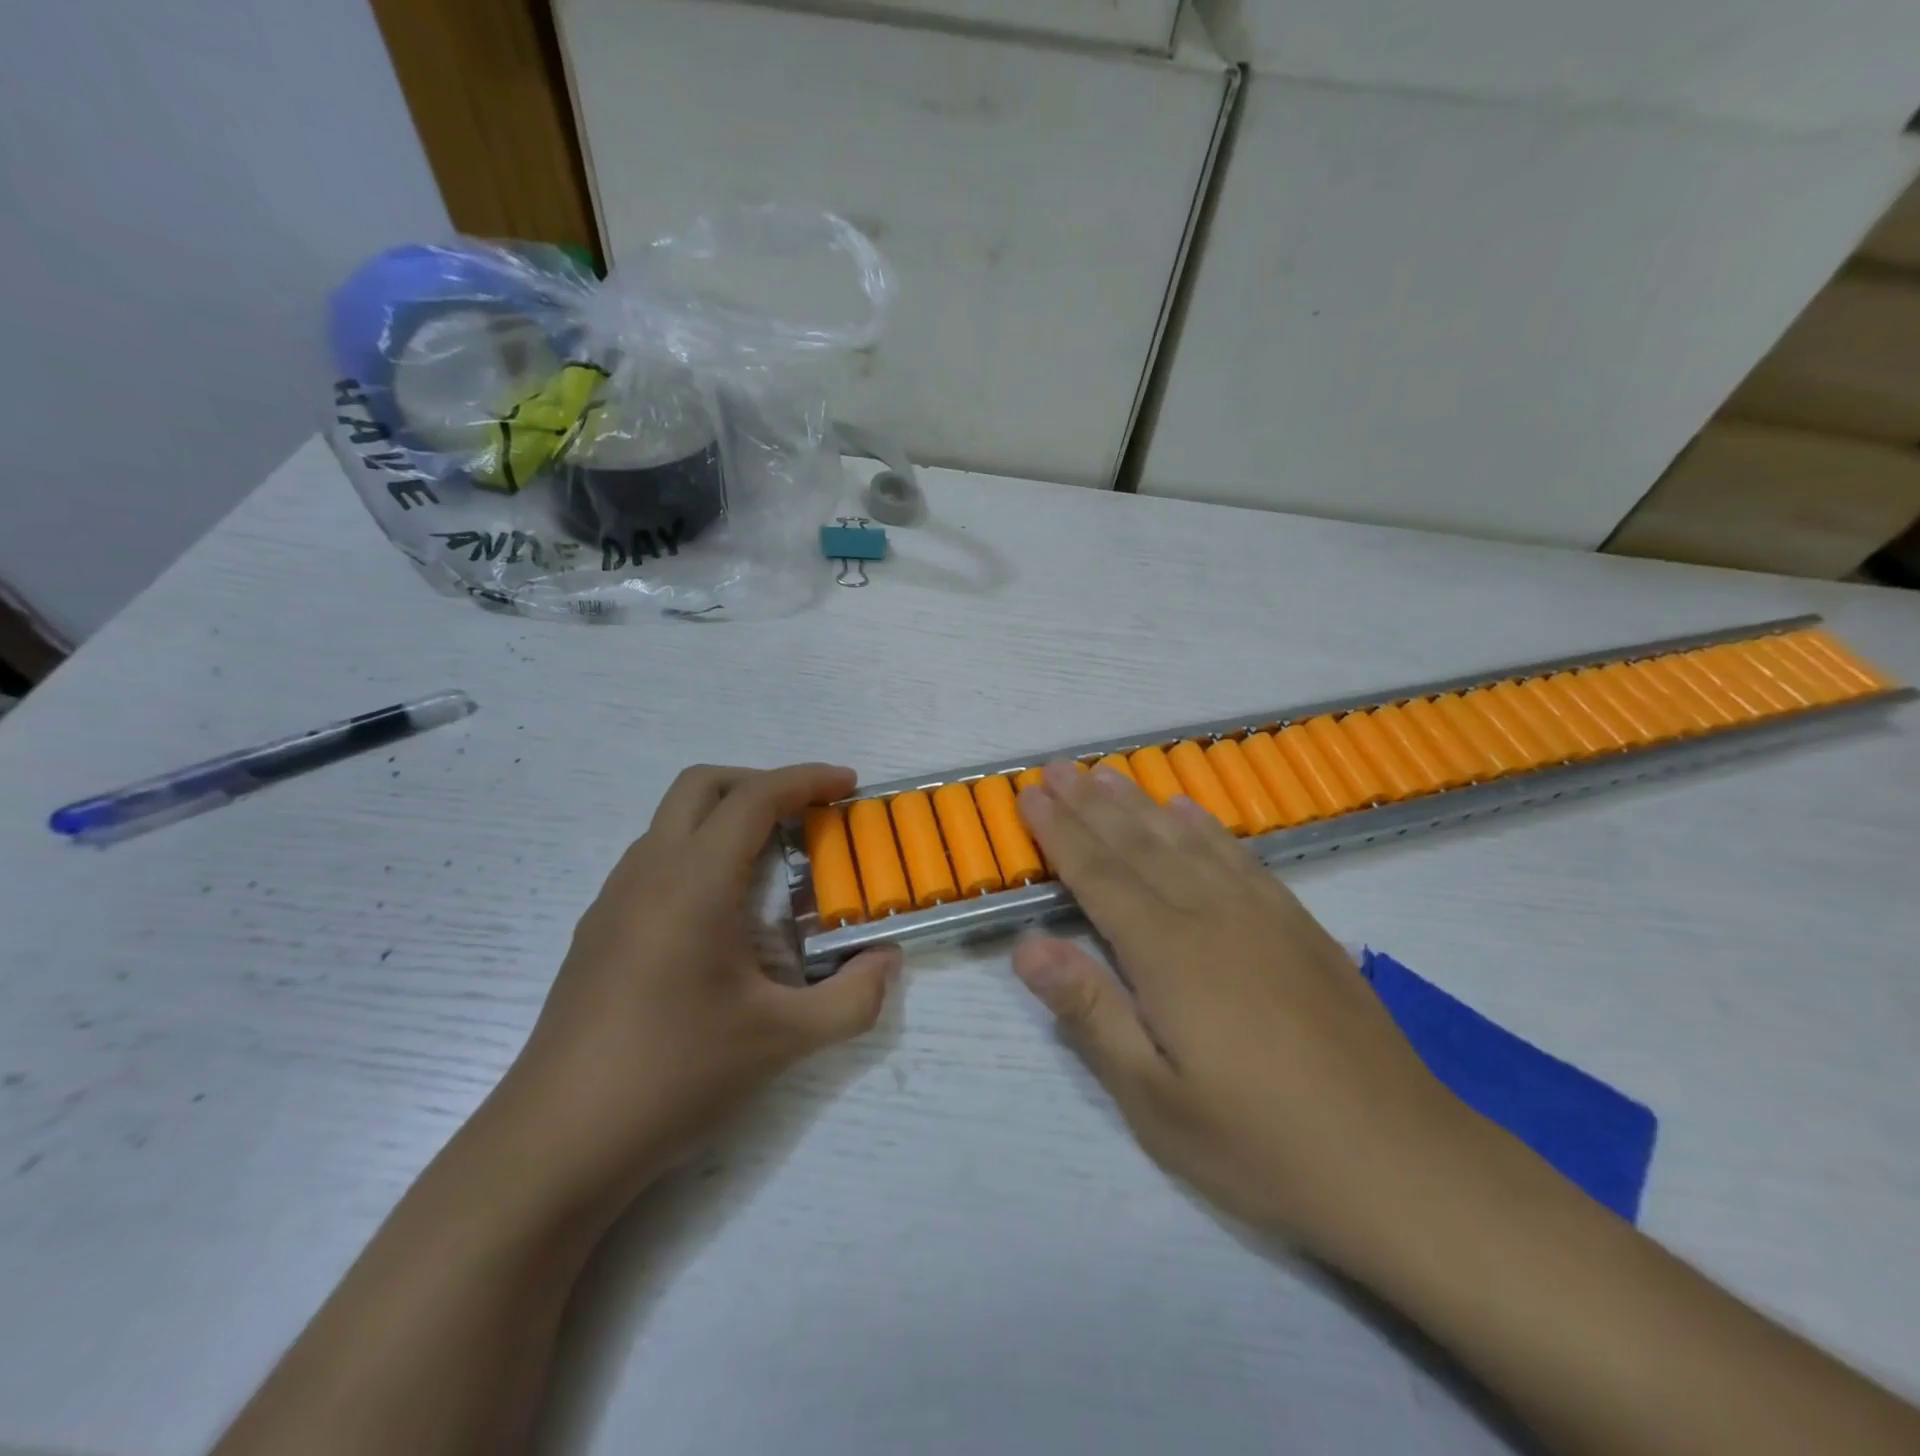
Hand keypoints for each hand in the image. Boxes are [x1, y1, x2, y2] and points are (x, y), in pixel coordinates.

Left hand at [492, 763, 900, 1216]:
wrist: (556, 1143)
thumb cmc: (674, 1074)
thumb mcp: (783, 1040)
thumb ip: (853, 998)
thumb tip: (888, 962)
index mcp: (694, 881)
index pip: (754, 798)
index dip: (806, 779)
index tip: (848, 784)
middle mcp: (648, 872)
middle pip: (702, 786)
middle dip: (761, 782)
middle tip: (807, 814)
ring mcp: (614, 900)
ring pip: (672, 821)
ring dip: (726, 819)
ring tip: (772, 863)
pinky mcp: (597, 931)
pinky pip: (655, 860)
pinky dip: (699, 854)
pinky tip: (721, 915)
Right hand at [1011, 760, 1471, 1258]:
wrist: (1401, 1161)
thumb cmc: (1259, 1143)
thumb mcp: (1154, 1099)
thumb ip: (1090, 1012)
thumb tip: (1026, 947)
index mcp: (1169, 954)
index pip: (1099, 876)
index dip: (1061, 833)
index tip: (1030, 797)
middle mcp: (1211, 916)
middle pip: (1139, 845)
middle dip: (1091, 803)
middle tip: (1056, 767)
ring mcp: (1262, 915)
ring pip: (1187, 841)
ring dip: (1142, 804)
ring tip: (1108, 774)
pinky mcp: (1300, 927)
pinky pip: (1241, 857)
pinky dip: (1207, 828)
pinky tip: (1191, 812)